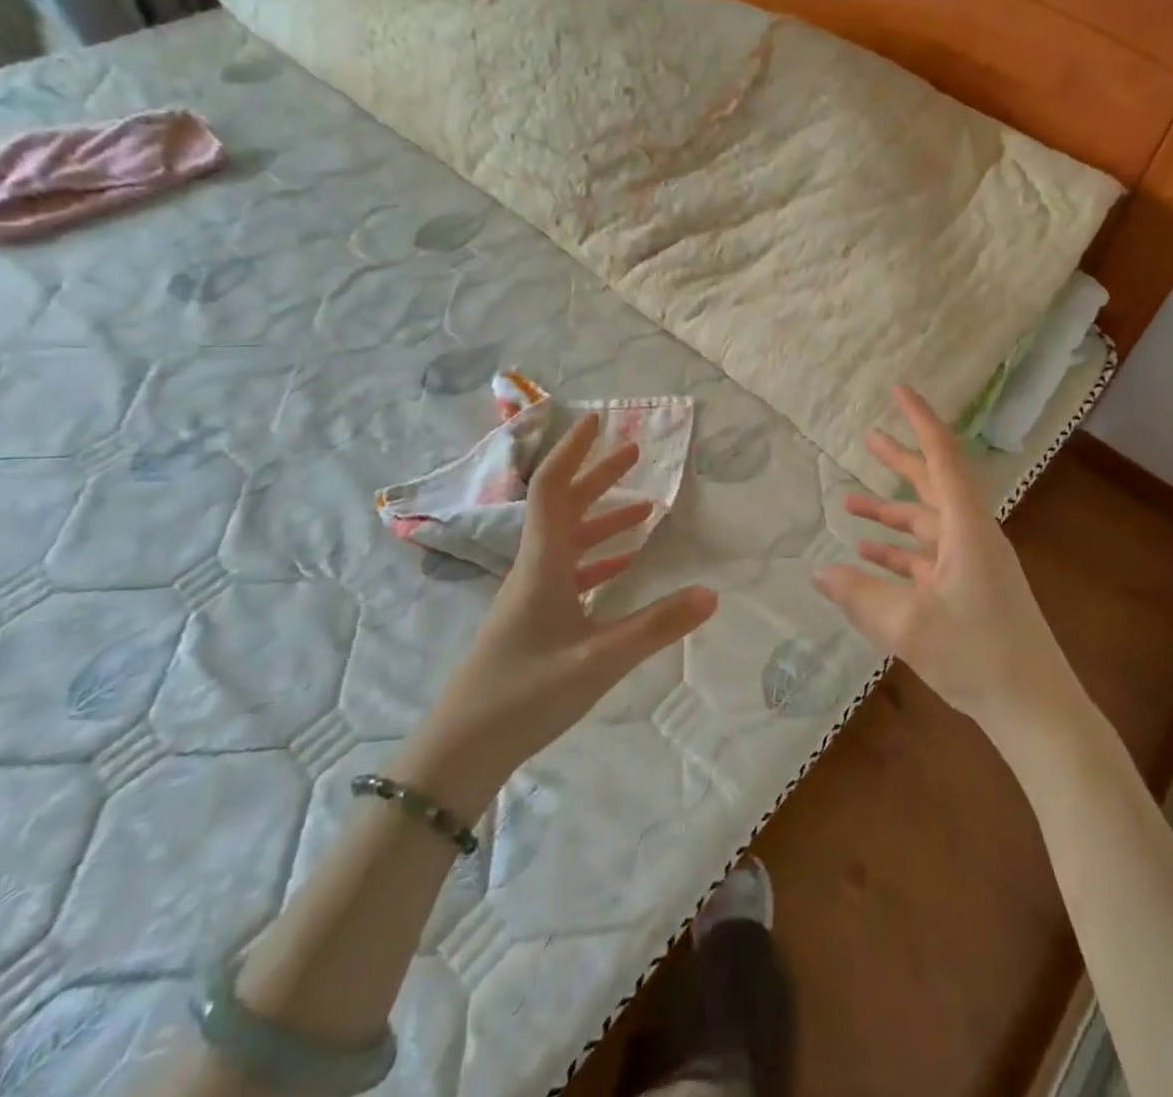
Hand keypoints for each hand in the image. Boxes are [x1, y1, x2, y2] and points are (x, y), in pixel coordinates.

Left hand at [416, 412, 718, 787]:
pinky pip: (570, 573)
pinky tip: (623, 566)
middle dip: (598, 476)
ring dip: (603, 518)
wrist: (461, 750)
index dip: (573, 452)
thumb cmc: (525, 694)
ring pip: (569, 540)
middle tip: (634, 452)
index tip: (597, 421)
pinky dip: (598, 559)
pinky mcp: (534, 621)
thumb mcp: (600, 660)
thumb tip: (711, 594)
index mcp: (543, 564)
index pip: (552, 489)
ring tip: (644, 508)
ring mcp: (531, 596)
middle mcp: (535, 569)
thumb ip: (656, 626)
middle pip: (564, 507)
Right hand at [813, 385, 1075, 739]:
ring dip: (890, 512)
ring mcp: (972, 563)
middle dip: (900, 460)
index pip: (942, 456)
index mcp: (967, 528)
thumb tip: (819, 573)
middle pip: (933, 484)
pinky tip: (867, 555)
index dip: (920, 420)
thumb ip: (859, 595)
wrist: (1035, 707)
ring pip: (925, 523)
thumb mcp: (908, 625)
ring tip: (848, 501)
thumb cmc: (977, 655)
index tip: (899, 390)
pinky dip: (898, 551)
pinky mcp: (968, 589)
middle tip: (867, 435)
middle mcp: (972, 535)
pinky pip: (926, 557)